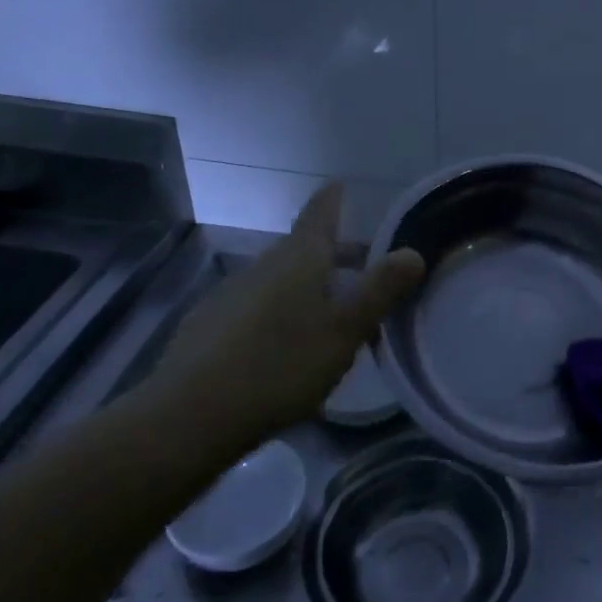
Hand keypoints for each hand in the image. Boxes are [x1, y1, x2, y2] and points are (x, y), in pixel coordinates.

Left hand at [144, 183, 424, 458]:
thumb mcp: (344, 331)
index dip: (333, 198)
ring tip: (331, 317)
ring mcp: (230, 293)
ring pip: (280, 278)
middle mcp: (263, 265)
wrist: (189, 416)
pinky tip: (284, 346)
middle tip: (365, 274)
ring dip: (309, 287)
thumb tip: (412, 251)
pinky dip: (280, 312)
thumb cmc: (280, 365)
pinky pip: (257, 306)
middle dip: (335, 255)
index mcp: (299, 258)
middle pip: (304, 248)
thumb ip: (380, 291)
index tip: (340, 185)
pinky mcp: (209, 325)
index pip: (320, 213)